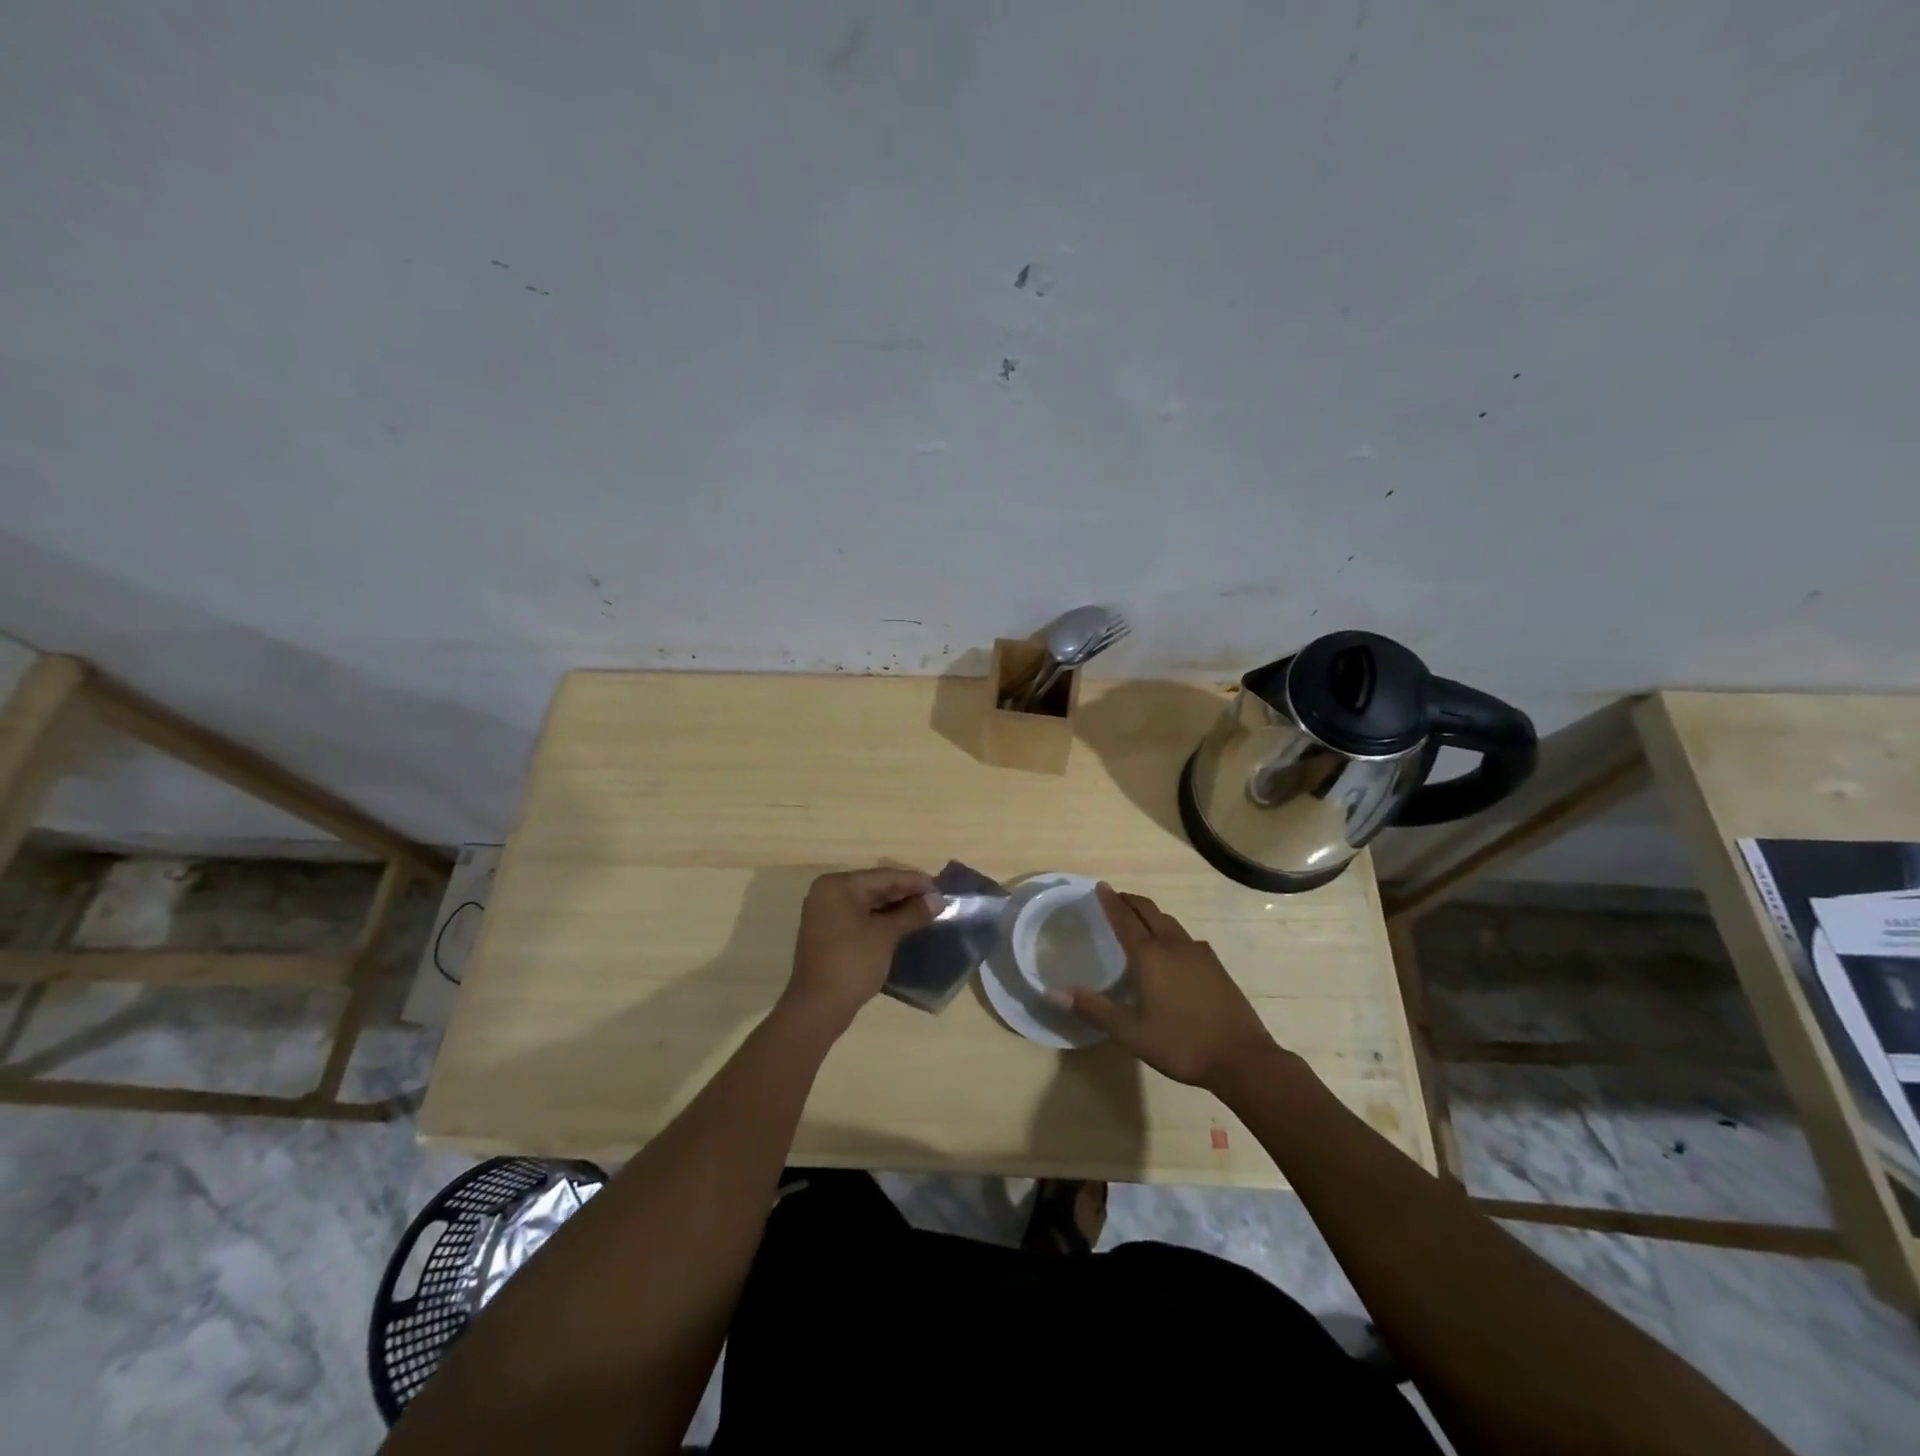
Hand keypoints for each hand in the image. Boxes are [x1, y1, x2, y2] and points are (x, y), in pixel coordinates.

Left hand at [781, 867, 940, 1033]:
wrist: (818, 1008)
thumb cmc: (852, 963)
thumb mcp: (886, 935)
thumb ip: (912, 913)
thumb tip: (938, 900)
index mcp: (838, 886)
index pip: (884, 876)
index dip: (914, 881)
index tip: (941, 888)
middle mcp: (828, 893)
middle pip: (875, 887)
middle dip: (906, 894)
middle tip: (936, 900)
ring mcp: (825, 914)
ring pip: (868, 903)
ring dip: (896, 908)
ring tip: (925, 912)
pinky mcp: (828, 934)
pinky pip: (860, 918)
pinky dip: (881, 920)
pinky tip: (904, 925)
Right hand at [1060, 883, 1278, 1091]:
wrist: (1243, 1058)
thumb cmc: (1181, 1044)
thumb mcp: (1131, 1033)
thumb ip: (1095, 1009)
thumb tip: (1054, 992)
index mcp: (1150, 956)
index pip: (1125, 919)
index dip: (1111, 902)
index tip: (1100, 886)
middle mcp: (1174, 946)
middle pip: (1149, 912)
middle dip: (1131, 902)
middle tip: (1116, 898)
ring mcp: (1199, 954)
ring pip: (1169, 923)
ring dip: (1151, 915)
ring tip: (1138, 921)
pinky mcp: (1216, 966)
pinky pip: (1185, 938)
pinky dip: (1169, 933)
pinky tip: (1171, 951)